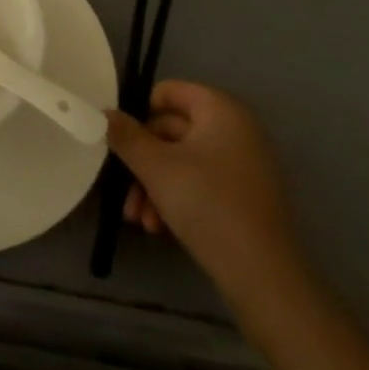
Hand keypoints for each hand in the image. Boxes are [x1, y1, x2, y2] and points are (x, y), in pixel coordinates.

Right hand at [106, 81, 299, 295]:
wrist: (264, 277)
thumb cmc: (207, 204)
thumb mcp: (155, 167)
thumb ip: (126, 135)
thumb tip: (104, 113)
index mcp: (220, 109)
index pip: (169, 92)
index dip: (140, 112)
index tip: (120, 140)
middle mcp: (236, 129)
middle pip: (172, 131)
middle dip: (142, 162)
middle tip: (123, 192)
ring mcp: (243, 165)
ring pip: (183, 162)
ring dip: (154, 186)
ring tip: (139, 220)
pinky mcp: (245, 198)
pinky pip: (201, 184)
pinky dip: (177, 200)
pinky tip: (159, 228)